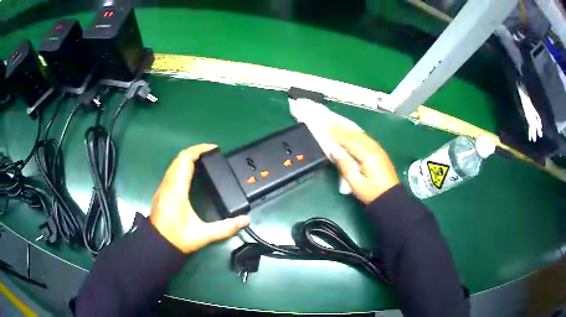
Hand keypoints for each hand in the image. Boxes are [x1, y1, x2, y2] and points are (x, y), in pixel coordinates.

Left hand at [150, 144, 250, 253]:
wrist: (156, 246)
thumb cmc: (177, 239)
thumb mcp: (203, 235)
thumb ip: (225, 228)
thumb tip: (246, 220)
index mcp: (176, 190)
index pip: (185, 160)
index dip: (199, 150)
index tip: (214, 148)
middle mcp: (167, 185)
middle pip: (179, 159)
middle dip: (195, 151)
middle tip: (212, 153)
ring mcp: (163, 188)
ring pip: (174, 165)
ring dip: (188, 158)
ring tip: (204, 160)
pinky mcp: (162, 193)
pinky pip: (172, 172)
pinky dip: (182, 166)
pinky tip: (191, 173)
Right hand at [330, 125, 398, 204]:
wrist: (391, 199)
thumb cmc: (372, 193)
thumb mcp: (356, 184)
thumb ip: (345, 166)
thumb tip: (334, 152)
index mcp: (368, 156)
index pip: (350, 141)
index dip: (337, 134)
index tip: (326, 128)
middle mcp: (375, 149)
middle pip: (357, 135)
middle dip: (343, 128)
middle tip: (330, 122)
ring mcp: (379, 150)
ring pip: (363, 136)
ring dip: (350, 130)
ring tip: (339, 124)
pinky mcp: (381, 153)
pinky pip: (367, 139)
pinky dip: (358, 134)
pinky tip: (353, 133)